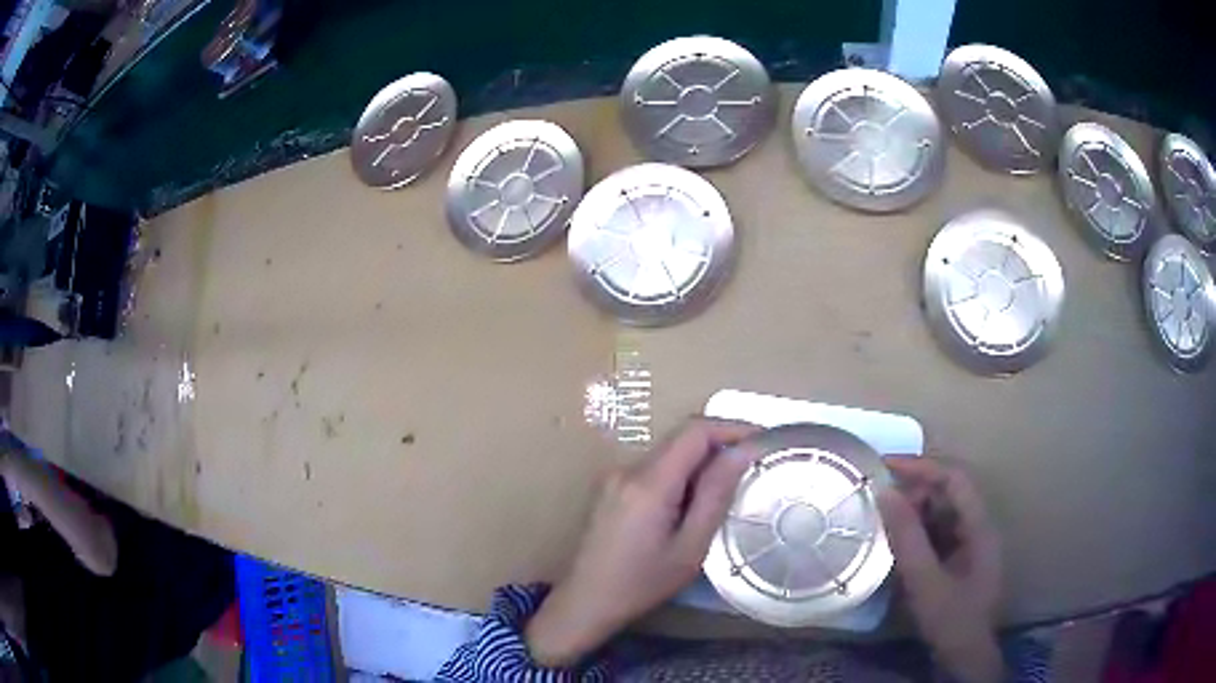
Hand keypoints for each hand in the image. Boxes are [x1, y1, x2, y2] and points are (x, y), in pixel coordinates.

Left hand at [526, 418, 760, 665]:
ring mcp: (614, 476)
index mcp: (648, 482)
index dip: (732, 427)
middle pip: (680, 439)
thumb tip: (742, 452)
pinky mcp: (610, 487)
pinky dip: (680, 475)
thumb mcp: (690, 546)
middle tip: (751, 467)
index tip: (762, 439)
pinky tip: (690, 504)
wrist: (586, 601)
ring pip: (668, 453)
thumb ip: (716, 494)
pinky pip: (653, 468)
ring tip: (725, 491)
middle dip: (719, 445)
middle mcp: (628, 469)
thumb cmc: (642, 583)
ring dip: (700, 462)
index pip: (694, 430)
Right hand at [878, 458, 1003, 682]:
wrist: (965, 654)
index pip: (955, 478)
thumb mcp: (925, 581)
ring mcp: (972, 541)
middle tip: (881, 502)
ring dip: (916, 511)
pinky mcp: (962, 555)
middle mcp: (979, 526)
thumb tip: (885, 494)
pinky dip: (919, 530)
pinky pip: (940, 530)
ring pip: (943, 511)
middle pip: (950, 491)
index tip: (886, 467)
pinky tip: (900, 543)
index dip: (922, 466)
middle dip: (916, 490)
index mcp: (979, 526)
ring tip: (886, 522)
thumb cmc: (950, 618)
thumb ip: (907, 538)